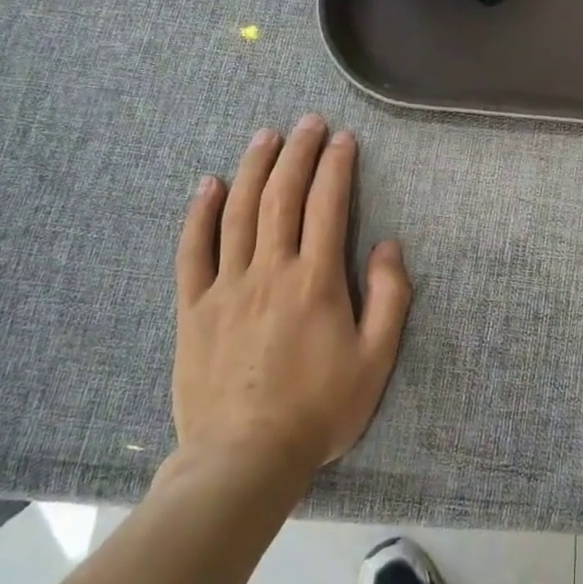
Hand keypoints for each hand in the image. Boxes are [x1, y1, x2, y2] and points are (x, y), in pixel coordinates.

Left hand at [170, 115, 411, 478]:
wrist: (243, 461)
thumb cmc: (318, 410)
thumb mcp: (375, 360)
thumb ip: (390, 299)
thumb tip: (388, 246)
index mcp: (316, 281)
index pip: (327, 205)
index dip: (336, 166)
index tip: (343, 138)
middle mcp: (270, 271)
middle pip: (281, 196)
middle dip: (297, 153)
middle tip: (307, 122)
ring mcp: (226, 287)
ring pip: (238, 212)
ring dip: (254, 168)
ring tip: (266, 136)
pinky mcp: (194, 308)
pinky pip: (193, 251)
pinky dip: (200, 214)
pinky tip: (208, 184)